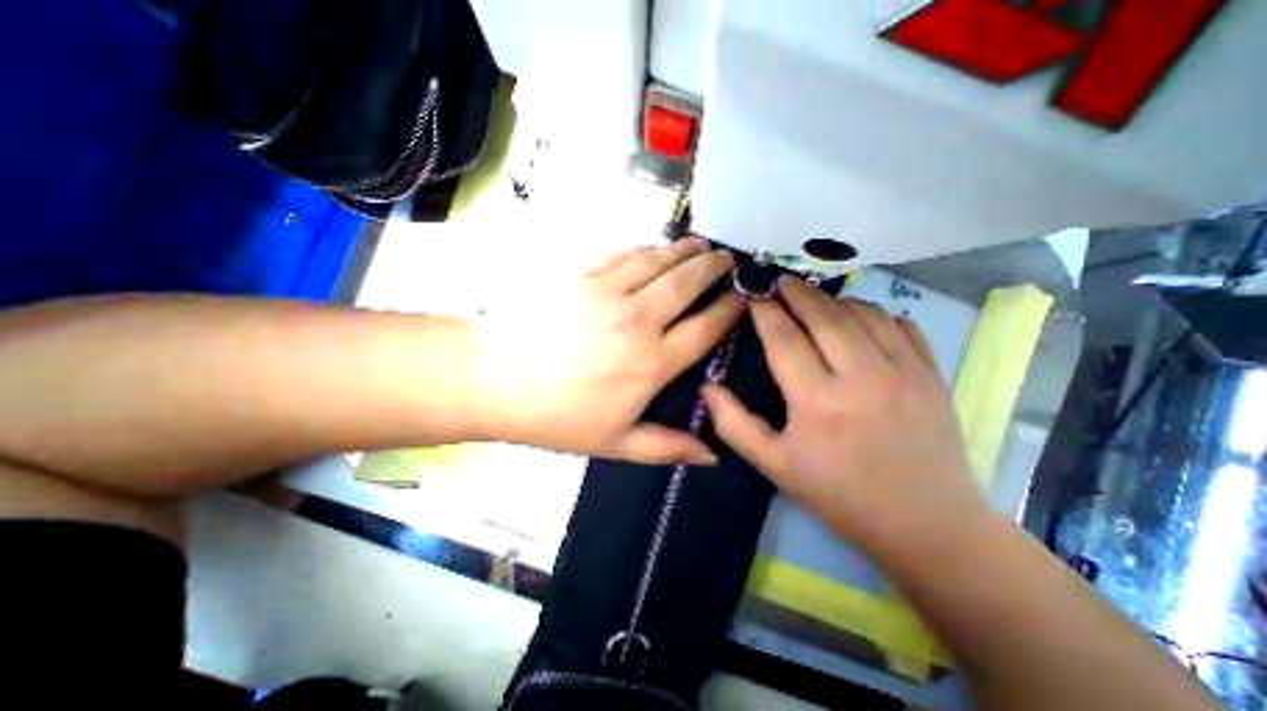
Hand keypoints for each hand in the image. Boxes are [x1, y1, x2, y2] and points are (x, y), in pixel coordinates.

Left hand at [472, 241, 743, 466]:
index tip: (744, 297)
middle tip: (730, 259)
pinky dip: (647, 249)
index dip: (730, 309)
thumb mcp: (615, 444)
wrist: (493, 378)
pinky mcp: (583, 275)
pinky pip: (625, 255)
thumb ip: (667, 447)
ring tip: (702, 246)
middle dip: (715, 268)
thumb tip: (711, 455)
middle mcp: (639, 319)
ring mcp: (609, 291)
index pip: (706, 327)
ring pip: (660, 261)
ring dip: (685, 251)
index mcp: (653, 362)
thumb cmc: (556, 417)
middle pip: (688, 283)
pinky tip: (655, 249)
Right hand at [704, 277, 989, 559]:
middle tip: (780, 281)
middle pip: (823, 315)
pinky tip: (859, 316)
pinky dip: (875, 311)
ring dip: (834, 299)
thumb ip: (734, 425)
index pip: (784, 338)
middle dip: (797, 292)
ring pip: (862, 313)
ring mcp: (904, 371)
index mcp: (817, 401)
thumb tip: (708, 387)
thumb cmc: (839, 495)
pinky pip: (901, 324)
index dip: (765, 312)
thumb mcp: (775, 466)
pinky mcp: (932, 374)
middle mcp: (861, 376)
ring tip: (814, 298)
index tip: (753, 295)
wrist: (926, 524)